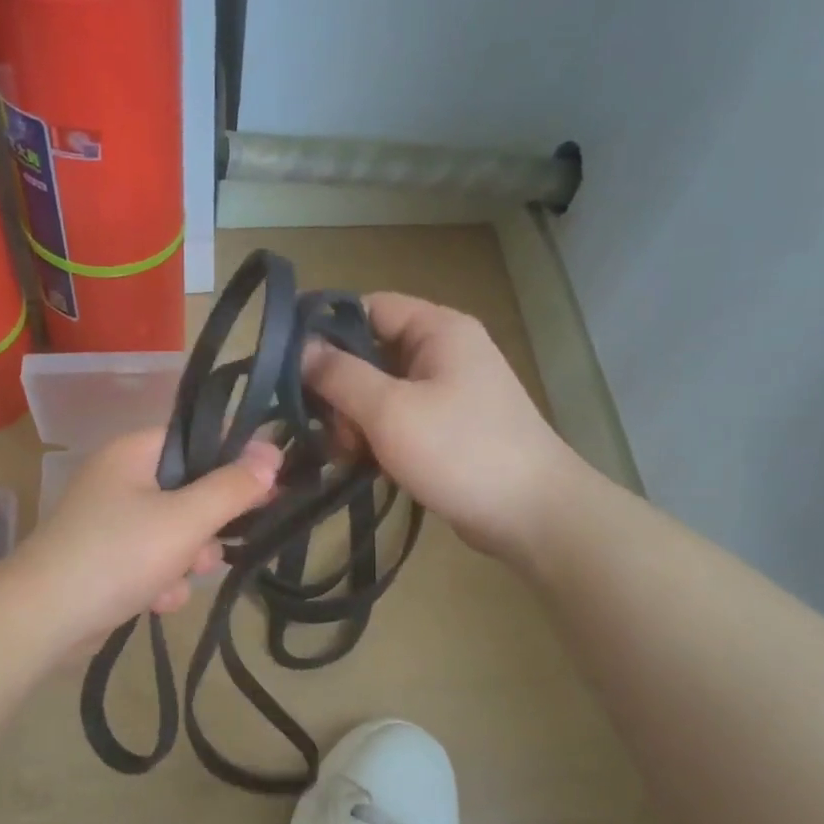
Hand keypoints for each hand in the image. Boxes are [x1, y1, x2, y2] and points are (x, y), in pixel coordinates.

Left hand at [13, 428, 281, 650]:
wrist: (46, 618)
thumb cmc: (119, 555)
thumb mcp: (186, 519)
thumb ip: (232, 488)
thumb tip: (272, 452)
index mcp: (133, 453)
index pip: (195, 438)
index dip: (234, 458)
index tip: (267, 484)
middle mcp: (120, 480)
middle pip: (189, 490)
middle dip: (206, 526)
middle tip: (217, 544)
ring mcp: (110, 522)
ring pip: (174, 532)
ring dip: (185, 561)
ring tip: (177, 581)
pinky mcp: (106, 560)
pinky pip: (151, 561)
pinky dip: (160, 581)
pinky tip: (156, 602)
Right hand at [305, 293, 577, 561]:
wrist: (531, 514)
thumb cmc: (460, 452)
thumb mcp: (390, 410)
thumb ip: (340, 376)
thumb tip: (299, 349)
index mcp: (438, 329)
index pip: (368, 308)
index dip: (327, 331)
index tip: (292, 369)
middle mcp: (444, 351)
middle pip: (370, 352)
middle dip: (340, 388)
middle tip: (326, 429)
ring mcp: (448, 391)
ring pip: (380, 391)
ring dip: (354, 420)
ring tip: (345, 454)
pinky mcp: (447, 428)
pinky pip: (397, 420)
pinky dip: (375, 438)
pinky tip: (362, 464)